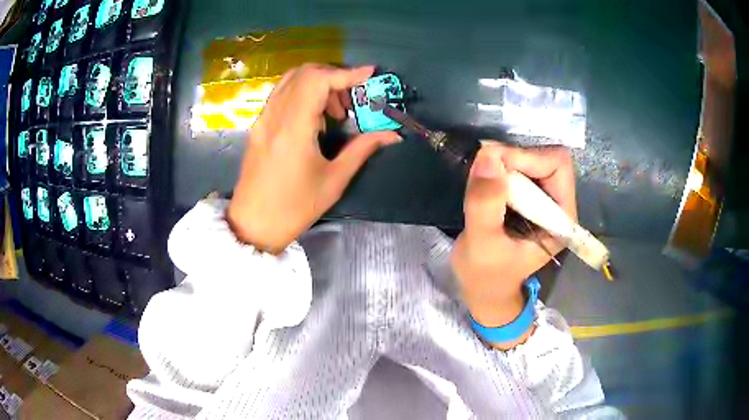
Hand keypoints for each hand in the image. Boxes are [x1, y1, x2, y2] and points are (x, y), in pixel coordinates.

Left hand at [227, 64, 400, 252]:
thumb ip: (362, 149)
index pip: (318, 80)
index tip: (370, 74)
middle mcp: (274, 115)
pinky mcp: (259, 125)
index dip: (347, 73)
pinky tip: (314, 117)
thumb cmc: (294, 208)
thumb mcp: (334, 181)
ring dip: (318, 83)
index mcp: (293, 128)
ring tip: (335, 111)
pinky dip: (303, 92)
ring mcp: (263, 118)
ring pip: (291, 80)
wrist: (253, 224)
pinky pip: (282, 94)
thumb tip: (392, 134)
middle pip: (304, 73)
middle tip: (351, 100)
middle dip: (334, 76)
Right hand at [451, 143, 575, 346]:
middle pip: (546, 158)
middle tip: (483, 169)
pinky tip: (484, 182)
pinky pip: (519, 167)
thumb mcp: (483, 244)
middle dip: (514, 158)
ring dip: (504, 162)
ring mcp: (544, 200)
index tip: (492, 165)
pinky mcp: (529, 198)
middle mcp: (559, 205)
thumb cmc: (486, 275)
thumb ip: (486, 203)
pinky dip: (500, 167)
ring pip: (531, 159)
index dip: (526, 158)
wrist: (483, 290)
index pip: (556, 166)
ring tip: (480, 179)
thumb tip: (489, 154)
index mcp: (562, 219)